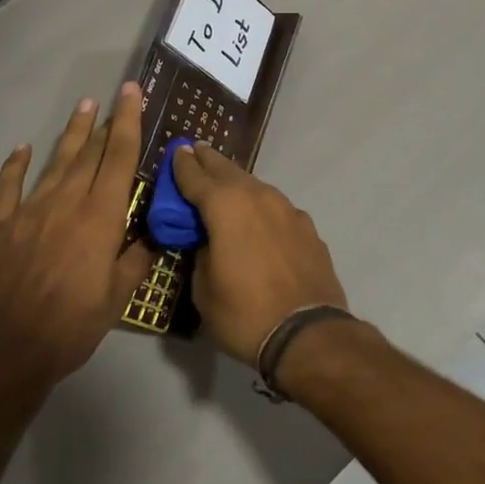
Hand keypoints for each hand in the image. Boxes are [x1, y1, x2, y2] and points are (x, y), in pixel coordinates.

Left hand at [0, 85, 153, 391]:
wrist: (0, 353)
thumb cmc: (68, 328)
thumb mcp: (116, 300)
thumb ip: (137, 261)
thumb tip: (154, 235)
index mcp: (100, 218)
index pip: (119, 157)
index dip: (128, 122)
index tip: (133, 93)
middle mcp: (66, 203)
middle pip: (89, 153)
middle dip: (104, 121)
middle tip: (113, 95)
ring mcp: (28, 211)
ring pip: (55, 162)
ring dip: (71, 133)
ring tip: (82, 106)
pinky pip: (8, 187)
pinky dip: (15, 165)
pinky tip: (22, 149)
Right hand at [171, 144, 346, 364]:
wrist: (308, 332)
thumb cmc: (244, 313)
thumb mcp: (203, 290)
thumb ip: (201, 254)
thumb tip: (208, 242)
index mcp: (226, 206)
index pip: (196, 176)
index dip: (182, 165)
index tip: (176, 151)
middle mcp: (258, 197)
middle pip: (228, 171)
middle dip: (210, 161)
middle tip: (197, 151)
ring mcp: (288, 209)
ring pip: (256, 186)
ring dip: (237, 181)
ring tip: (224, 181)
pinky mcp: (307, 226)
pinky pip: (276, 207)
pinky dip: (261, 205)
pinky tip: (259, 217)